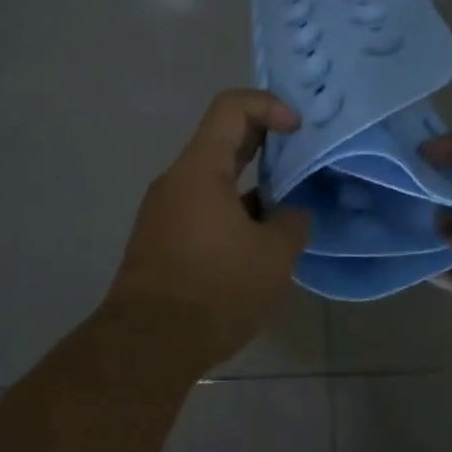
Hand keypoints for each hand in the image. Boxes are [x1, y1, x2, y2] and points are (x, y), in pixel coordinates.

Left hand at [105, 90, 312, 366]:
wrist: (148, 345)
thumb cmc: (215, 288)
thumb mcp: (273, 255)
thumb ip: (292, 222)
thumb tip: (292, 212)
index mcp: (200, 168)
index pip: (231, 107)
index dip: (269, 105)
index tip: (299, 130)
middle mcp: (176, 180)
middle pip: (223, 140)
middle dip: (266, 143)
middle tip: (303, 158)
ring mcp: (164, 210)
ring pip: (214, 179)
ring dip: (252, 184)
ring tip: (288, 208)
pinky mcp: (160, 239)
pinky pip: (202, 208)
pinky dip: (233, 211)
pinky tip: (258, 242)